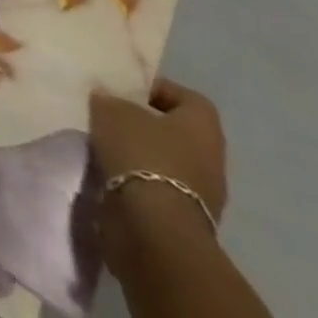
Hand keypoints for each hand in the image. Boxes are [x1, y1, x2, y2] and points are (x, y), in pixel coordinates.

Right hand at [90, 78, 228, 266]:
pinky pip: (160, 187)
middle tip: (113, 116)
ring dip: (140, 153)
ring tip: (107, 144)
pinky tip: (112, 172)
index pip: (189, 99)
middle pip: (178, 132)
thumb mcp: (112, 110)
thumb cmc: (141, 153)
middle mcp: (211, 159)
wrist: (154, 227)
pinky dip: (138, 179)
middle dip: (146, 124)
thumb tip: (105, 96)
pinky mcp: (186, 220)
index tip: (128, 91)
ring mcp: (203, 195)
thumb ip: (109, 99)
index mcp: (203, 127)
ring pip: (168, 161)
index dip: (160, 90)